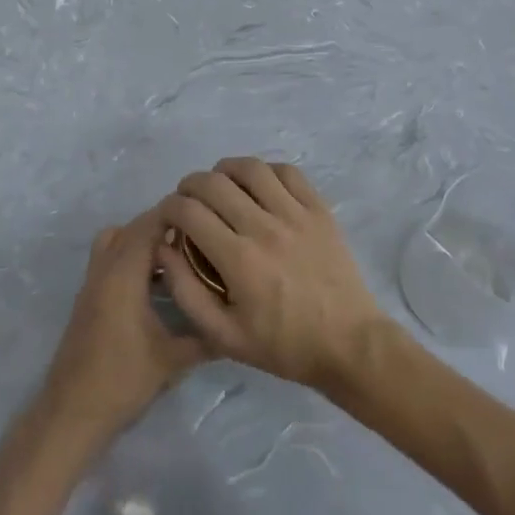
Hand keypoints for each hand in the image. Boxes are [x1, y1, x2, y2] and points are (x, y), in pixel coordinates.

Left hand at [39, 210, 206, 441]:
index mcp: (123, 275)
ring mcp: (92, 283)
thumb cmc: (122, 381)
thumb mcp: (172, 360)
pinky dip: (132, 257)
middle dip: (163, 224)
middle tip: (199, 234)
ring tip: (179, 255)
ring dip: (143, 240)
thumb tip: (240, 324)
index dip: (175, 213)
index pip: (148, 225)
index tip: (206, 214)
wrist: (72, 412)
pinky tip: (157, 283)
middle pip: (132, 228)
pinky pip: (110, 259)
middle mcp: (104, 269)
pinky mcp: (89, 298)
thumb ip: (206, 338)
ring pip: (116, 241)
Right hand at [158, 158, 384, 391]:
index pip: (189, 211)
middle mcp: (264, 227)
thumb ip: (186, 291)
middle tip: (188, 201)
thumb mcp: (224, 336)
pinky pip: (287, 172)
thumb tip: (164, 249)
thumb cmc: (284, 345)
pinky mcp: (319, 210)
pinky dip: (265, 171)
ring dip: (225, 170)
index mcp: (238, 259)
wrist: (350, 345)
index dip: (169, 207)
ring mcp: (295, 214)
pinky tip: (258, 186)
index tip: (168, 218)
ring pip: (251, 168)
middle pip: (214, 182)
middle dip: (189, 185)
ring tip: (221, 186)